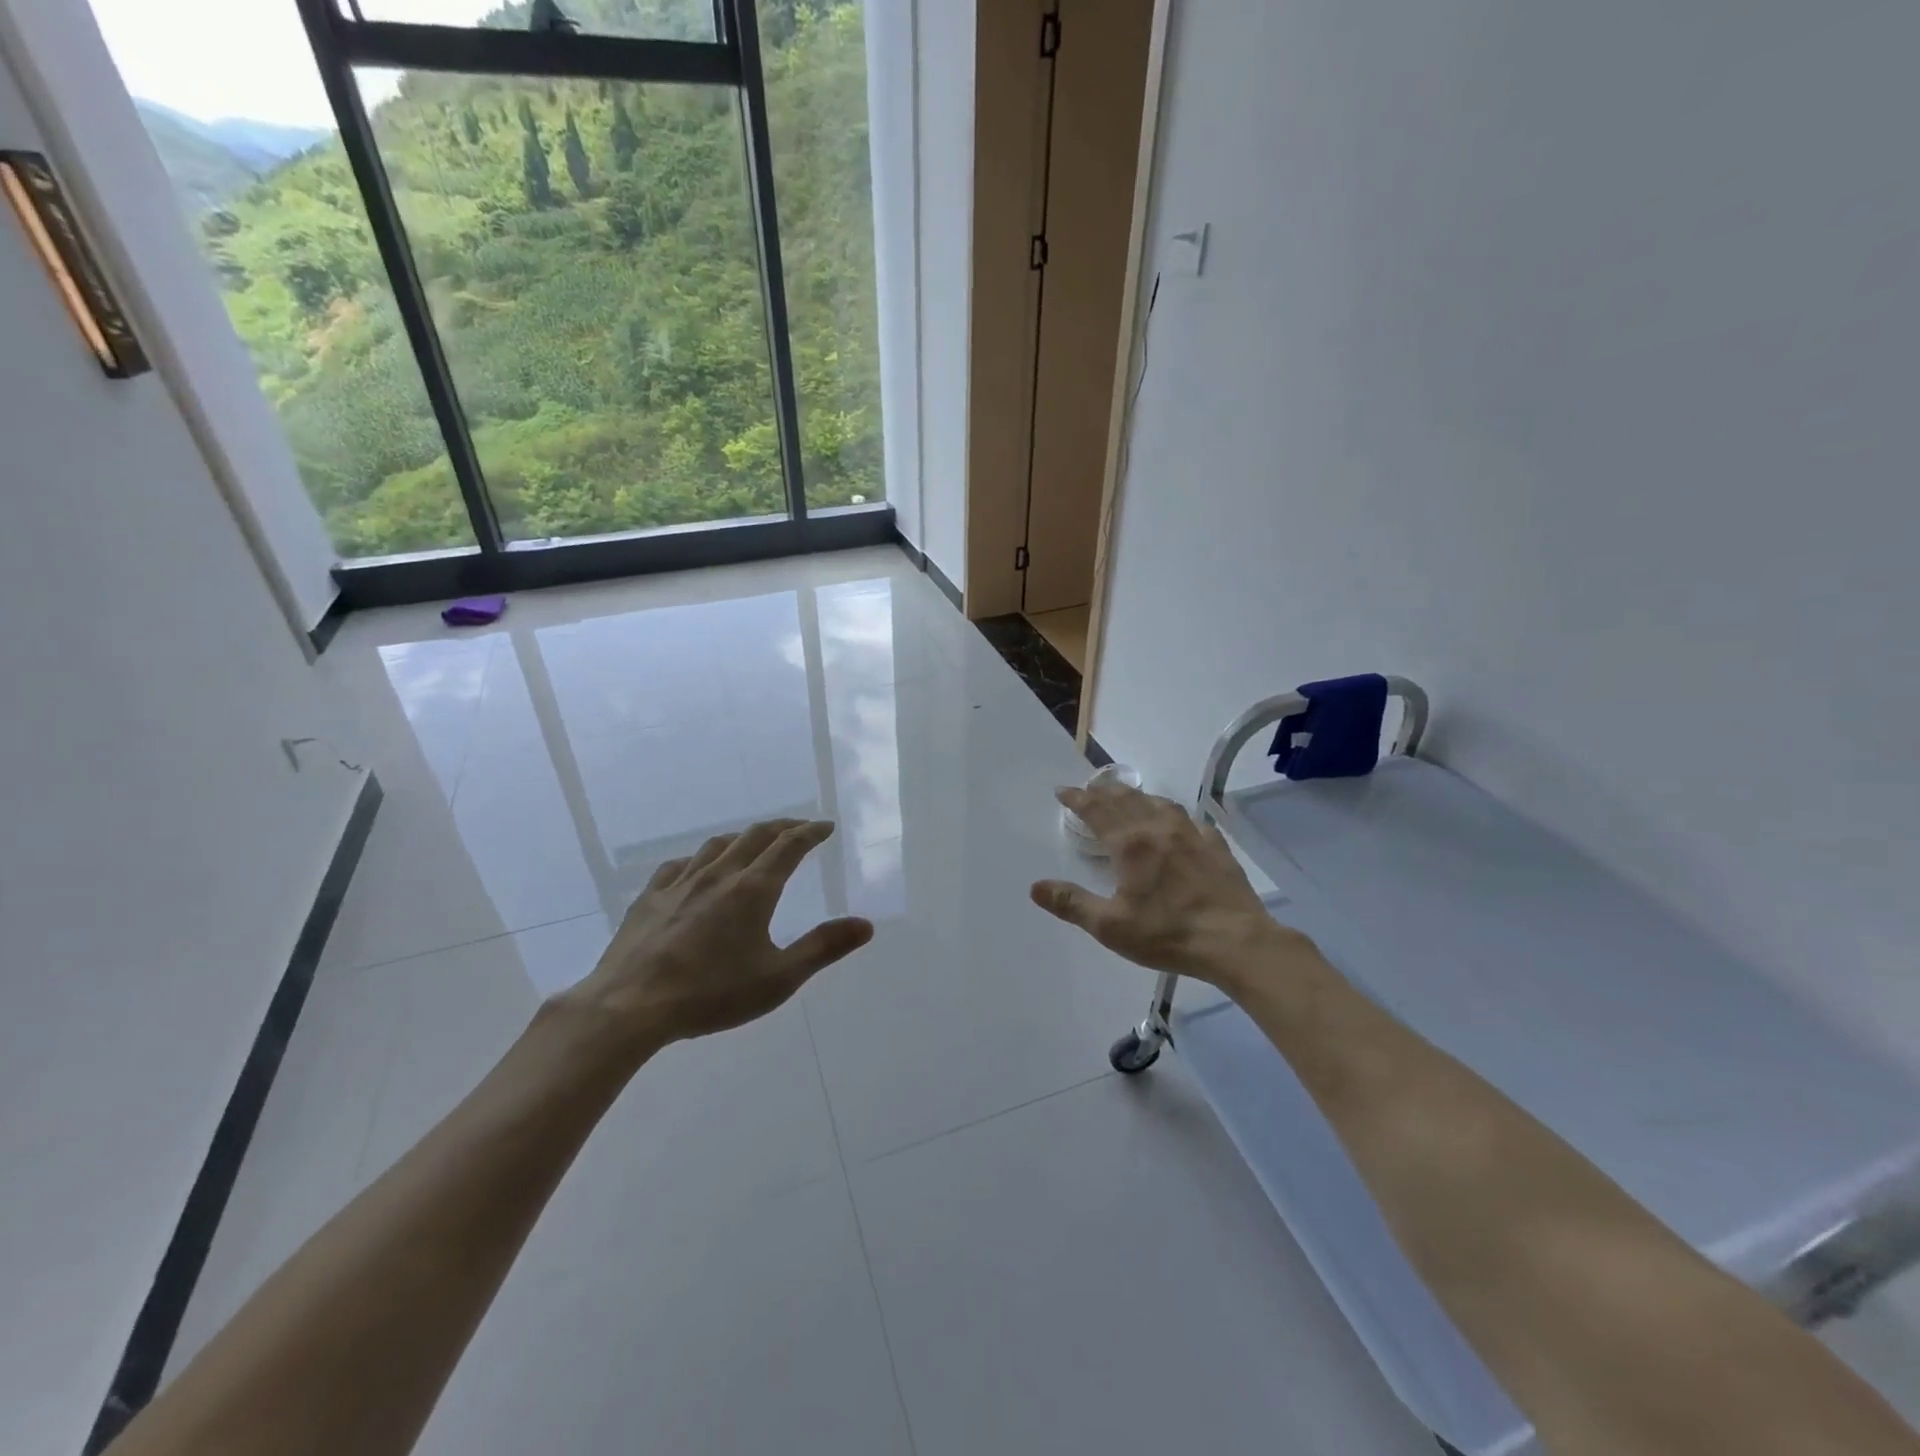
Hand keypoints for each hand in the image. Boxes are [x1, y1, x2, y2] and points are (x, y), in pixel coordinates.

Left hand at [561, 818, 873, 1053]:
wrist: (629, 1007)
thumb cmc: (711, 994)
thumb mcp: (778, 979)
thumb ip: (823, 948)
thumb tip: (866, 924)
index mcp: (753, 890)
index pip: (788, 846)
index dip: (810, 832)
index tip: (825, 827)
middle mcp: (719, 875)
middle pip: (755, 836)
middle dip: (782, 828)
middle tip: (799, 828)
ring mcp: (680, 883)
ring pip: (717, 845)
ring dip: (743, 838)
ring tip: (753, 843)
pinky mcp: (650, 898)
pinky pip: (680, 865)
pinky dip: (700, 859)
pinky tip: (697, 869)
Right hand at [1031, 784, 1303, 987]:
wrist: (1236, 941)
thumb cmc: (1168, 933)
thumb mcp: (1110, 926)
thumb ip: (1072, 904)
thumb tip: (1036, 887)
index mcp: (1130, 844)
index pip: (1097, 810)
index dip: (1077, 798)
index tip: (1063, 791)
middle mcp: (1159, 829)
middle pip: (1127, 799)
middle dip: (1105, 791)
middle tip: (1091, 788)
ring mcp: (1192, 835)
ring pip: (1161, 804)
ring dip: (1139, 797)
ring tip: (1131, 799)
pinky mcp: (1217, 848)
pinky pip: (1192, 822)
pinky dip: (1177, 817)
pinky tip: (1181, 826)